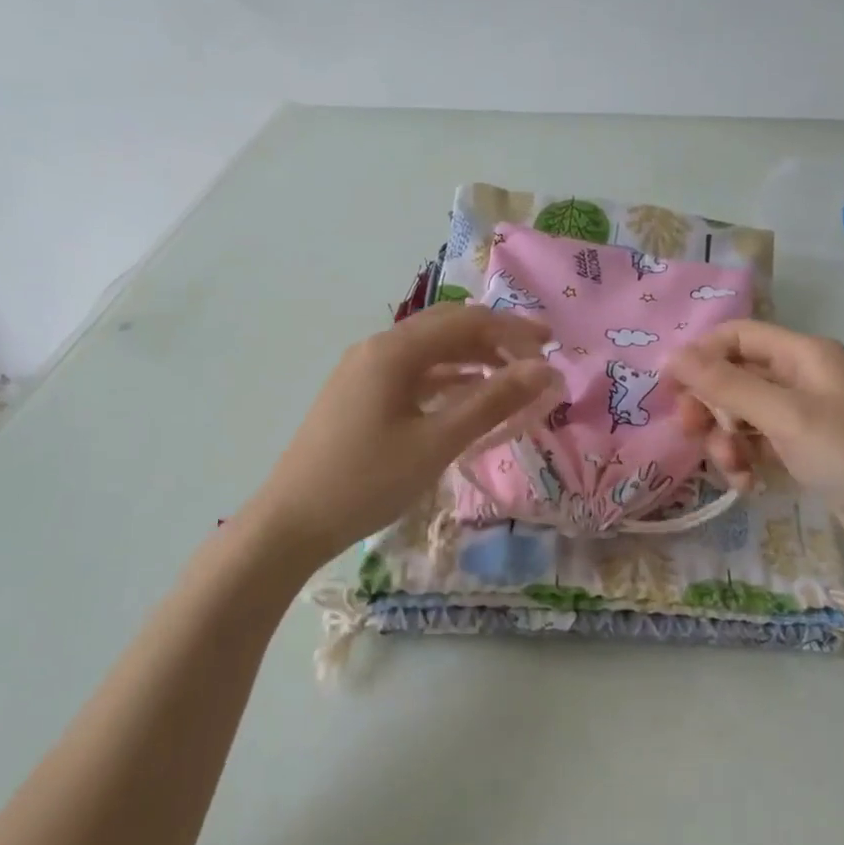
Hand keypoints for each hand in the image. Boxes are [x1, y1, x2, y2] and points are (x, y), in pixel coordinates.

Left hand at [246, 303, 559, 560]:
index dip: (513, 329)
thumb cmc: (368, 481)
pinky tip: (466, 397)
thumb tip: (545, 371)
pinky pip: (412, 374)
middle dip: (494, 339)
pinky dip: (445, 379)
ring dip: (471, 359)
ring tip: (509, 380)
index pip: (466, 322)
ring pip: (429, 351)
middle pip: (446, 328)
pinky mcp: (358, 394)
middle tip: (534, 360)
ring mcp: (363, 371)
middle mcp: (377, 348)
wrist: (291, 522)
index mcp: (394, 350)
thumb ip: (492, 402)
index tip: (552, 345)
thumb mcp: (437, 442)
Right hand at [667, 321, 843, 573]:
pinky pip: (760, 444)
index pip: (737, 336)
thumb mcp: (787, 418)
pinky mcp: (806, 451)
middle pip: (735, 376)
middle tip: (692, 433)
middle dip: (710, 404)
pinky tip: (747, 485)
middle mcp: (803, 378)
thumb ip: (728, 385)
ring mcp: (806, 417)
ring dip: (727, 439)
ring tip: (732, 470)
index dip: (700, 356)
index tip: (670, 390)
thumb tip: (672, 356)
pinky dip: (747, 460)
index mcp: (804, 355)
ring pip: (743, 414)